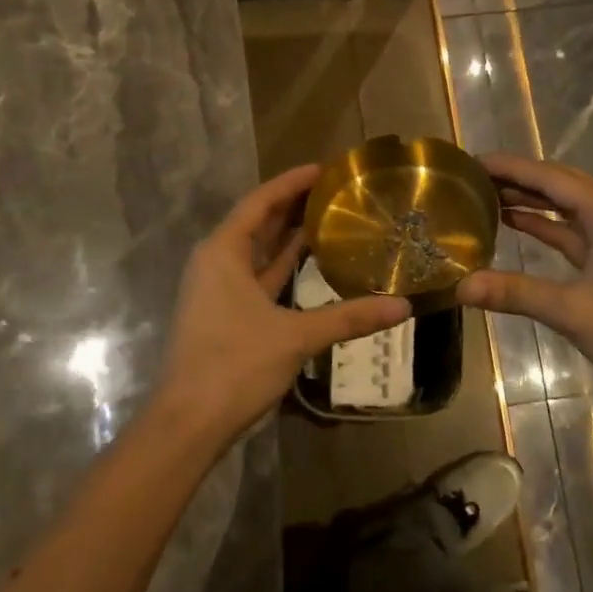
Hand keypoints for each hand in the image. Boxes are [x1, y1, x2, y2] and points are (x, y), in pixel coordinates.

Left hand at [152, 165, 409, 446]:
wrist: (189, 423)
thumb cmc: (235, 365)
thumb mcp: (296, 337)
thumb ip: (349, 318)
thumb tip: (403, 307)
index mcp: (223, 252)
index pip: (261, 201)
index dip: (292, 182)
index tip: (326, 168)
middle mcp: (217, 262)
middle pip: (258, 221)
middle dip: (294, 204)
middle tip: (337, 191)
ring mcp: (219, 290)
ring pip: (258, 251)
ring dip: (289, 235)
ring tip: (331, 217)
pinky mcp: (226, 314)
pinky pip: (259, 276)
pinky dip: (283, 267)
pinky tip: (312, 263)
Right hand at [456, 152, 592, 399]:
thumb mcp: (571, 310)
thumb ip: (515, 292)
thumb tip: (460, 287)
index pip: (549, 177)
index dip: (510, 167)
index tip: (472, 161)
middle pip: (559, 183)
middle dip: (518, 177)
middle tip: (474, 177)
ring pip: (566, 205)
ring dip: (530, 199)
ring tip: (486, 195)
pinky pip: (573, 229)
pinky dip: (545, 223)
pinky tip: (516, 223)